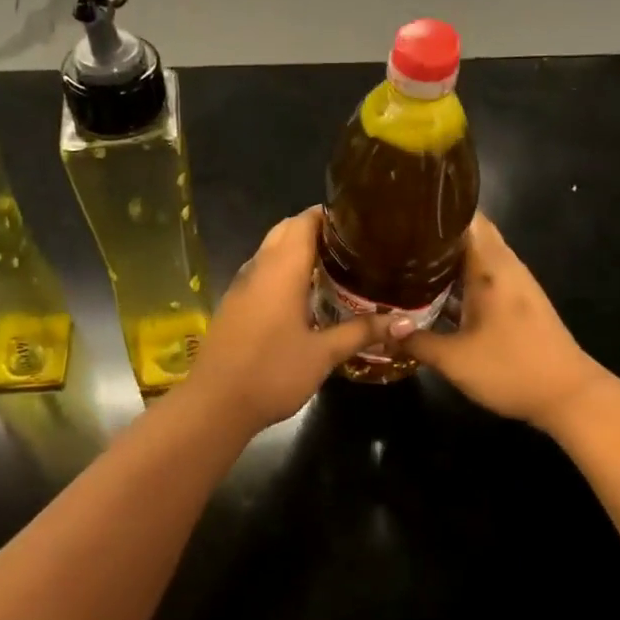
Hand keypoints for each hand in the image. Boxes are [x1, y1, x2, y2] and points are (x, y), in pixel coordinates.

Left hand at [181, 208, 393, 429]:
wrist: (215, 403)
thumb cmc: (272, 372)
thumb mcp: (323, 354)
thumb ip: (362, 332)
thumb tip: (405, 322)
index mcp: (282, 269)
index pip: (303, 222)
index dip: (329, 216)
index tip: (358, 223)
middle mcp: (259, 268)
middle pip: (285, 230)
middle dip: (315, 230)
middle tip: (351, 246)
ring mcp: (241, 285)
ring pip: (270, 250)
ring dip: (297, 249)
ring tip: (333, 266)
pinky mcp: (234, 303)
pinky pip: (261, 271)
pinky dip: (282, 270)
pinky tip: (303, 295)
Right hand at [394, 213, 608, 429]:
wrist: (570, 397)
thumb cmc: (512, 369)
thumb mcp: (454, 360)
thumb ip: (415, 341)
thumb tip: (383, 330)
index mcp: (490, 267)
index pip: (466, 217)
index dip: (436, 208)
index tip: (404, 208)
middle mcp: (504, 266)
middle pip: (470, 232)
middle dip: (436, 230)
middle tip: (397, 233)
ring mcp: (515, 283)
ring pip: (478, 253)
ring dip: (448, 253)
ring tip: (408, 255)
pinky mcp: (518, 301)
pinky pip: (484, 273)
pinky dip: (461, 273)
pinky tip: (436, 289)